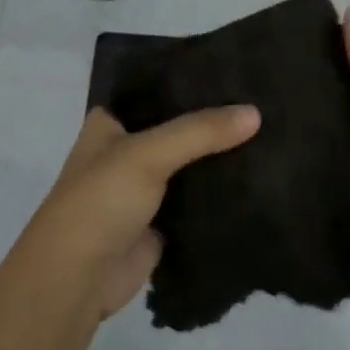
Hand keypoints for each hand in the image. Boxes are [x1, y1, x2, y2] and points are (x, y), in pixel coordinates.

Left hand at [13, 104, 261, 318]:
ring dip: (222, 155)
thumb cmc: (99, 202)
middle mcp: (128, 149)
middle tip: (265, 99)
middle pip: (180, 127)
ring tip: (272, 129)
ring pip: (192, 163)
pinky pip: (200, 198)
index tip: (238, 69)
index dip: (193, 81)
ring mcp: (147, 186)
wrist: (78, 279)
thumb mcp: (147, 154)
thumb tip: (256, 113)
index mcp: (112, 122)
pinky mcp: (164, 220)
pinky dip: (223, 191)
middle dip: (215, 119)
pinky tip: (260, 174)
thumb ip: (200, 131)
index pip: (158, 90)